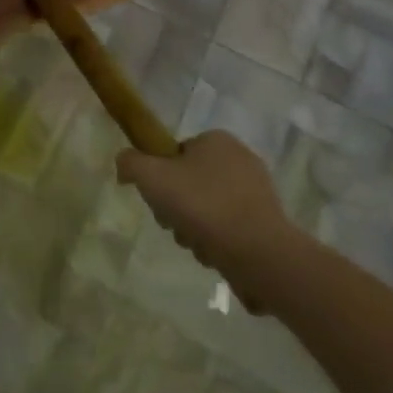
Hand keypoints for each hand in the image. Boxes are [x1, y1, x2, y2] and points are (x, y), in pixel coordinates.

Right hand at [115, 131, 304, 313]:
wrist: (257, 252)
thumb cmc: (201, 204)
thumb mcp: (150, 176)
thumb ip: (129, 163)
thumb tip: (124, 165)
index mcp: (217, 140)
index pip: (176, 153)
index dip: (160, 176)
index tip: (157, 197)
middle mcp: (241, 159)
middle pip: (189, 182)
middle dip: (176, 207)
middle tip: (173, 223)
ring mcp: (258, 192)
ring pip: (207, 208)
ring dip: (193, 227)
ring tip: (194, 242)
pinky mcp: (267, 222)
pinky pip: (228, 227)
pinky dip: (216, 240)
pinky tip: (214, 253)